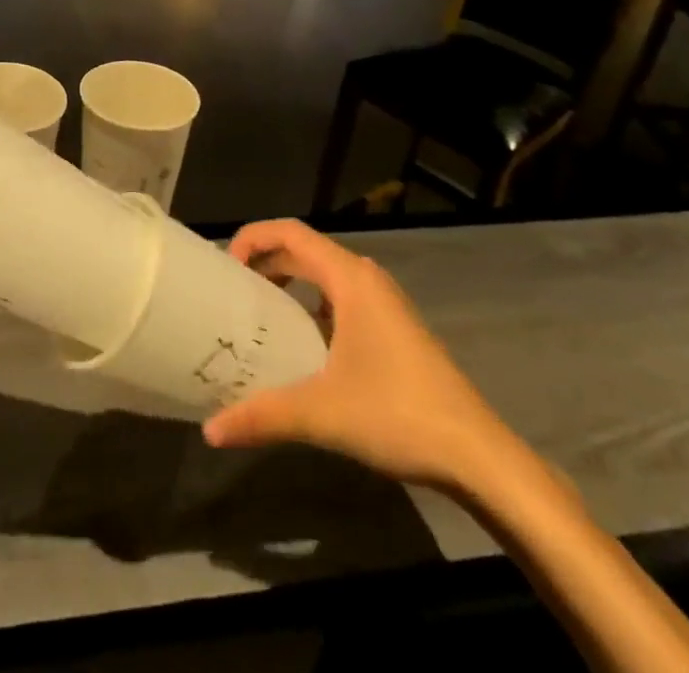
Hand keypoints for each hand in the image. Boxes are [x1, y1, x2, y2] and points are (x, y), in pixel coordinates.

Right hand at [202, 219, 519, 492]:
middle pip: (304, 252)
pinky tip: (297, 347)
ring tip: (255, 316)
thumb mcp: (323, 413)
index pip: (291, 233)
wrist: (478, 455)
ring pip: (323, 278)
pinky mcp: (392, 329)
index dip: (253, 237)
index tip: (224, 266)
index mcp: (350, 279)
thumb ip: (263, 415)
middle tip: (230, 292)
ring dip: (287, 286)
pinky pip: (339, 301)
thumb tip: (210, 430)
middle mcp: (366, 280)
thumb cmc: (398, 414)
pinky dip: (310, 308)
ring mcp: (383, 304)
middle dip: (264, 264)